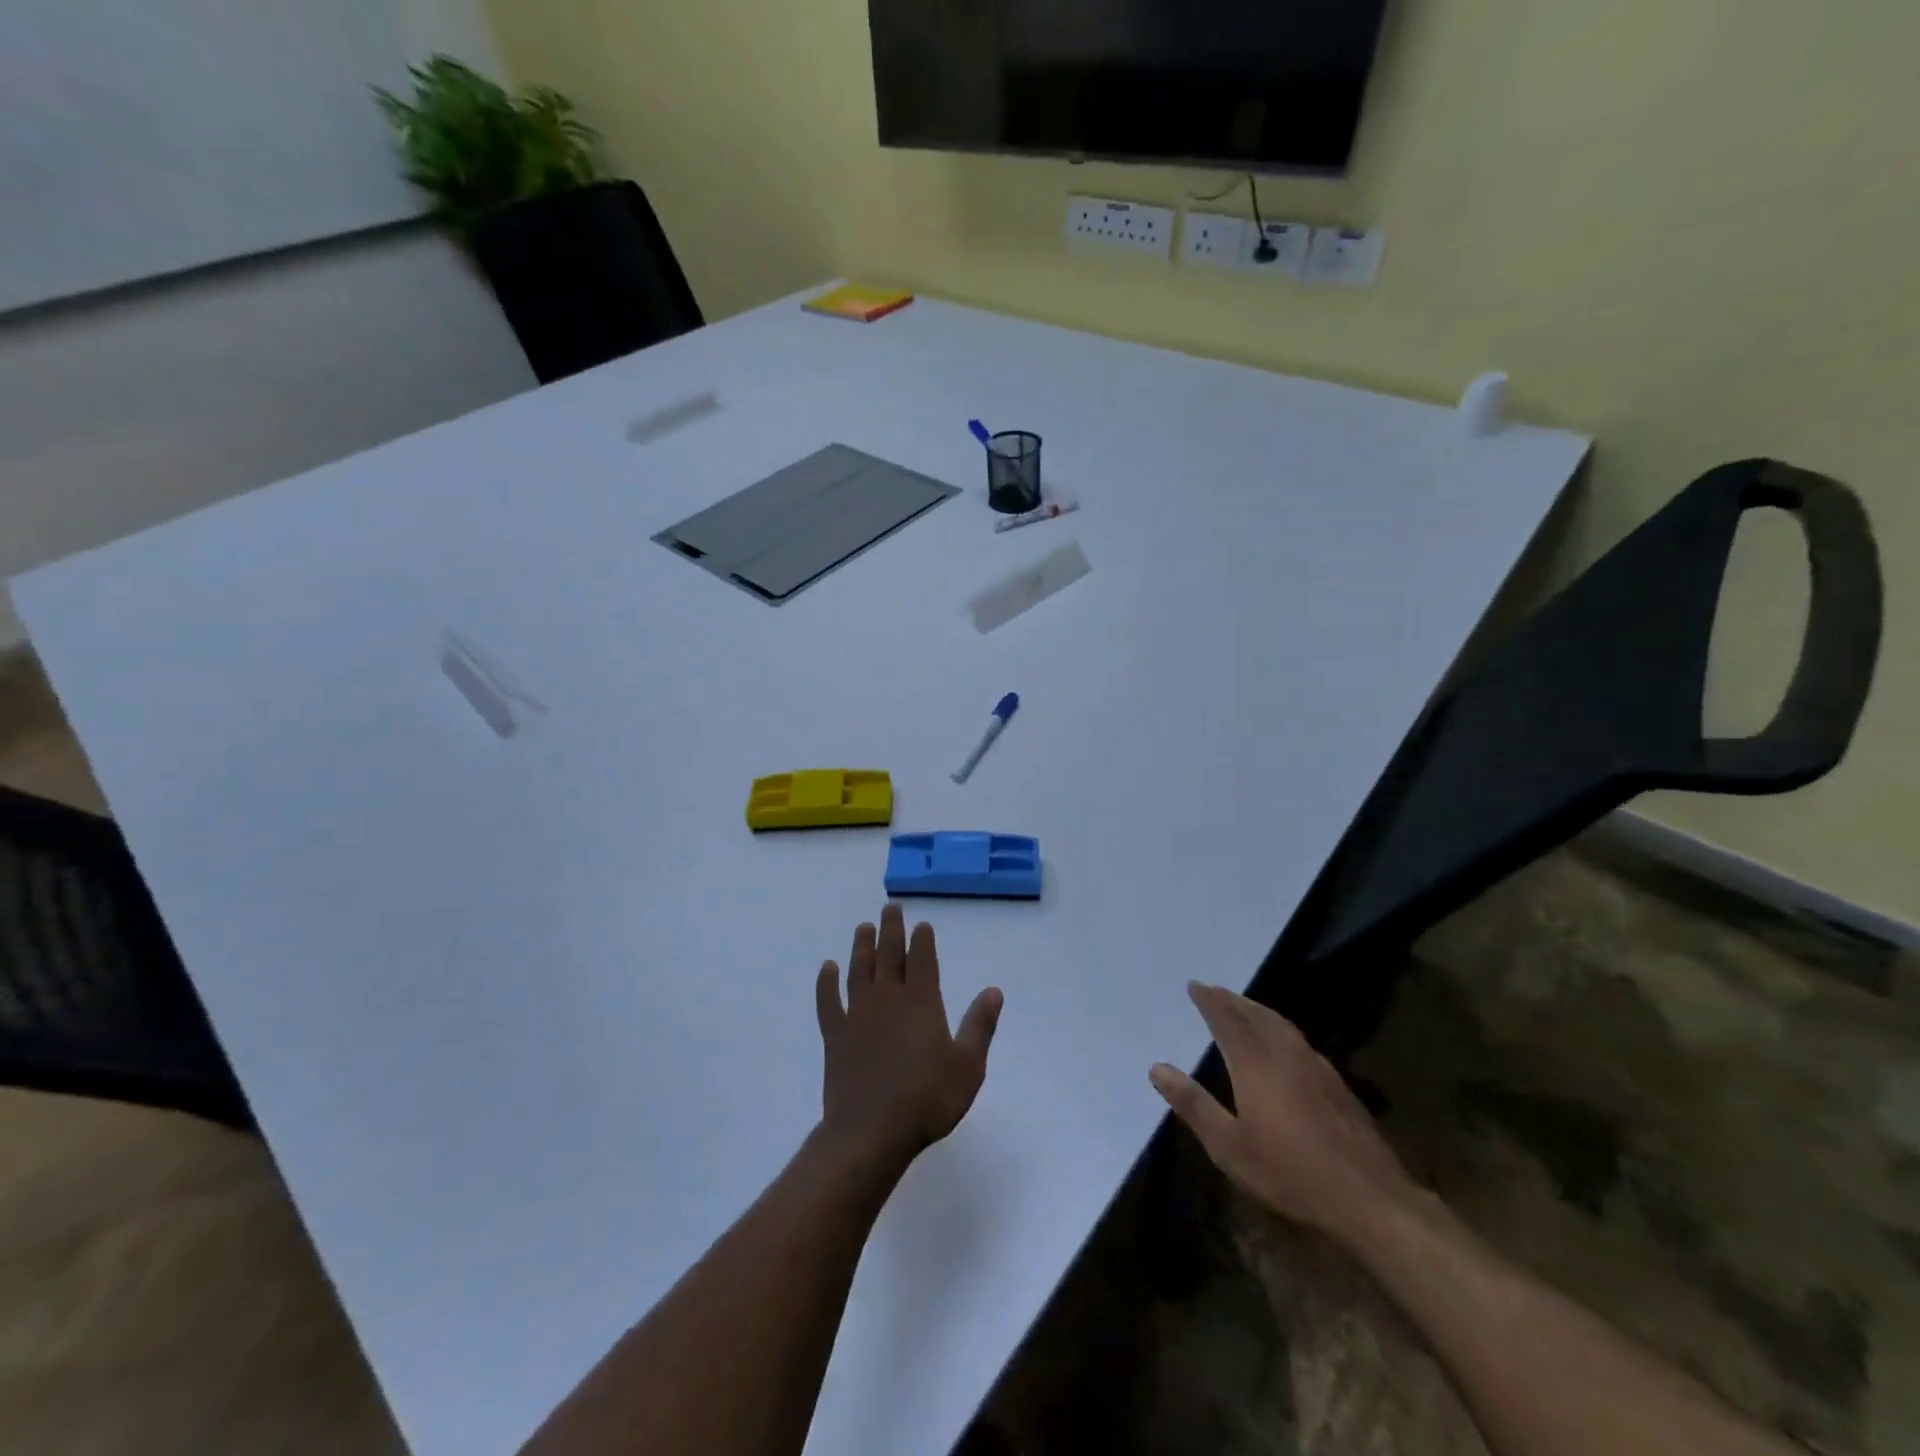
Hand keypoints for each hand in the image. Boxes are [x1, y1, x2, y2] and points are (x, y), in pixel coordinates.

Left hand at [815, 905, 1003, 1170]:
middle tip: (890, 908)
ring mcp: (857, 1014)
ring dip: (861, 946)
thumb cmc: (927, 1099)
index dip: (922, 939)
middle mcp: (888, 998)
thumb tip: (994, 991)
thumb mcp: (968, 1066)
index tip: (922, 924)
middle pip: (888, 954)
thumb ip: (979, 1025)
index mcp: (921, 1001)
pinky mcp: (835, 1035)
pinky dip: (826, 982)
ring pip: (858, 969)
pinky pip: (828, 1001)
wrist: (871, 1131)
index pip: (922, 959)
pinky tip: (827, 968)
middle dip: (891, 929)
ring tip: (863, 927)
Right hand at [1150, 982, 1417, 1234]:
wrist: (1368, 1198)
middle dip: (1233, 1000)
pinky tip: (1284, 1045)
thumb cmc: (1289, 1172)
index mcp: (1254, 1063)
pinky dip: (1281, 1030)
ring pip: (1281, 1025)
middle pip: (1256, 1015)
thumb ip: (1193, 1104)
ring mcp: (1316, 1067)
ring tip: (1245, 1008)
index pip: (1227, 1019)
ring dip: (1258, 1011)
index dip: (1210, 1001)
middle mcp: (1285, 1054)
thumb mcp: (1229, 1146)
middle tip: (1216, 990)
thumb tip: (1157, 1068)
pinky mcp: (1338, 1085)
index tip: (1195, 985)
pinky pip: (1300, 1041)